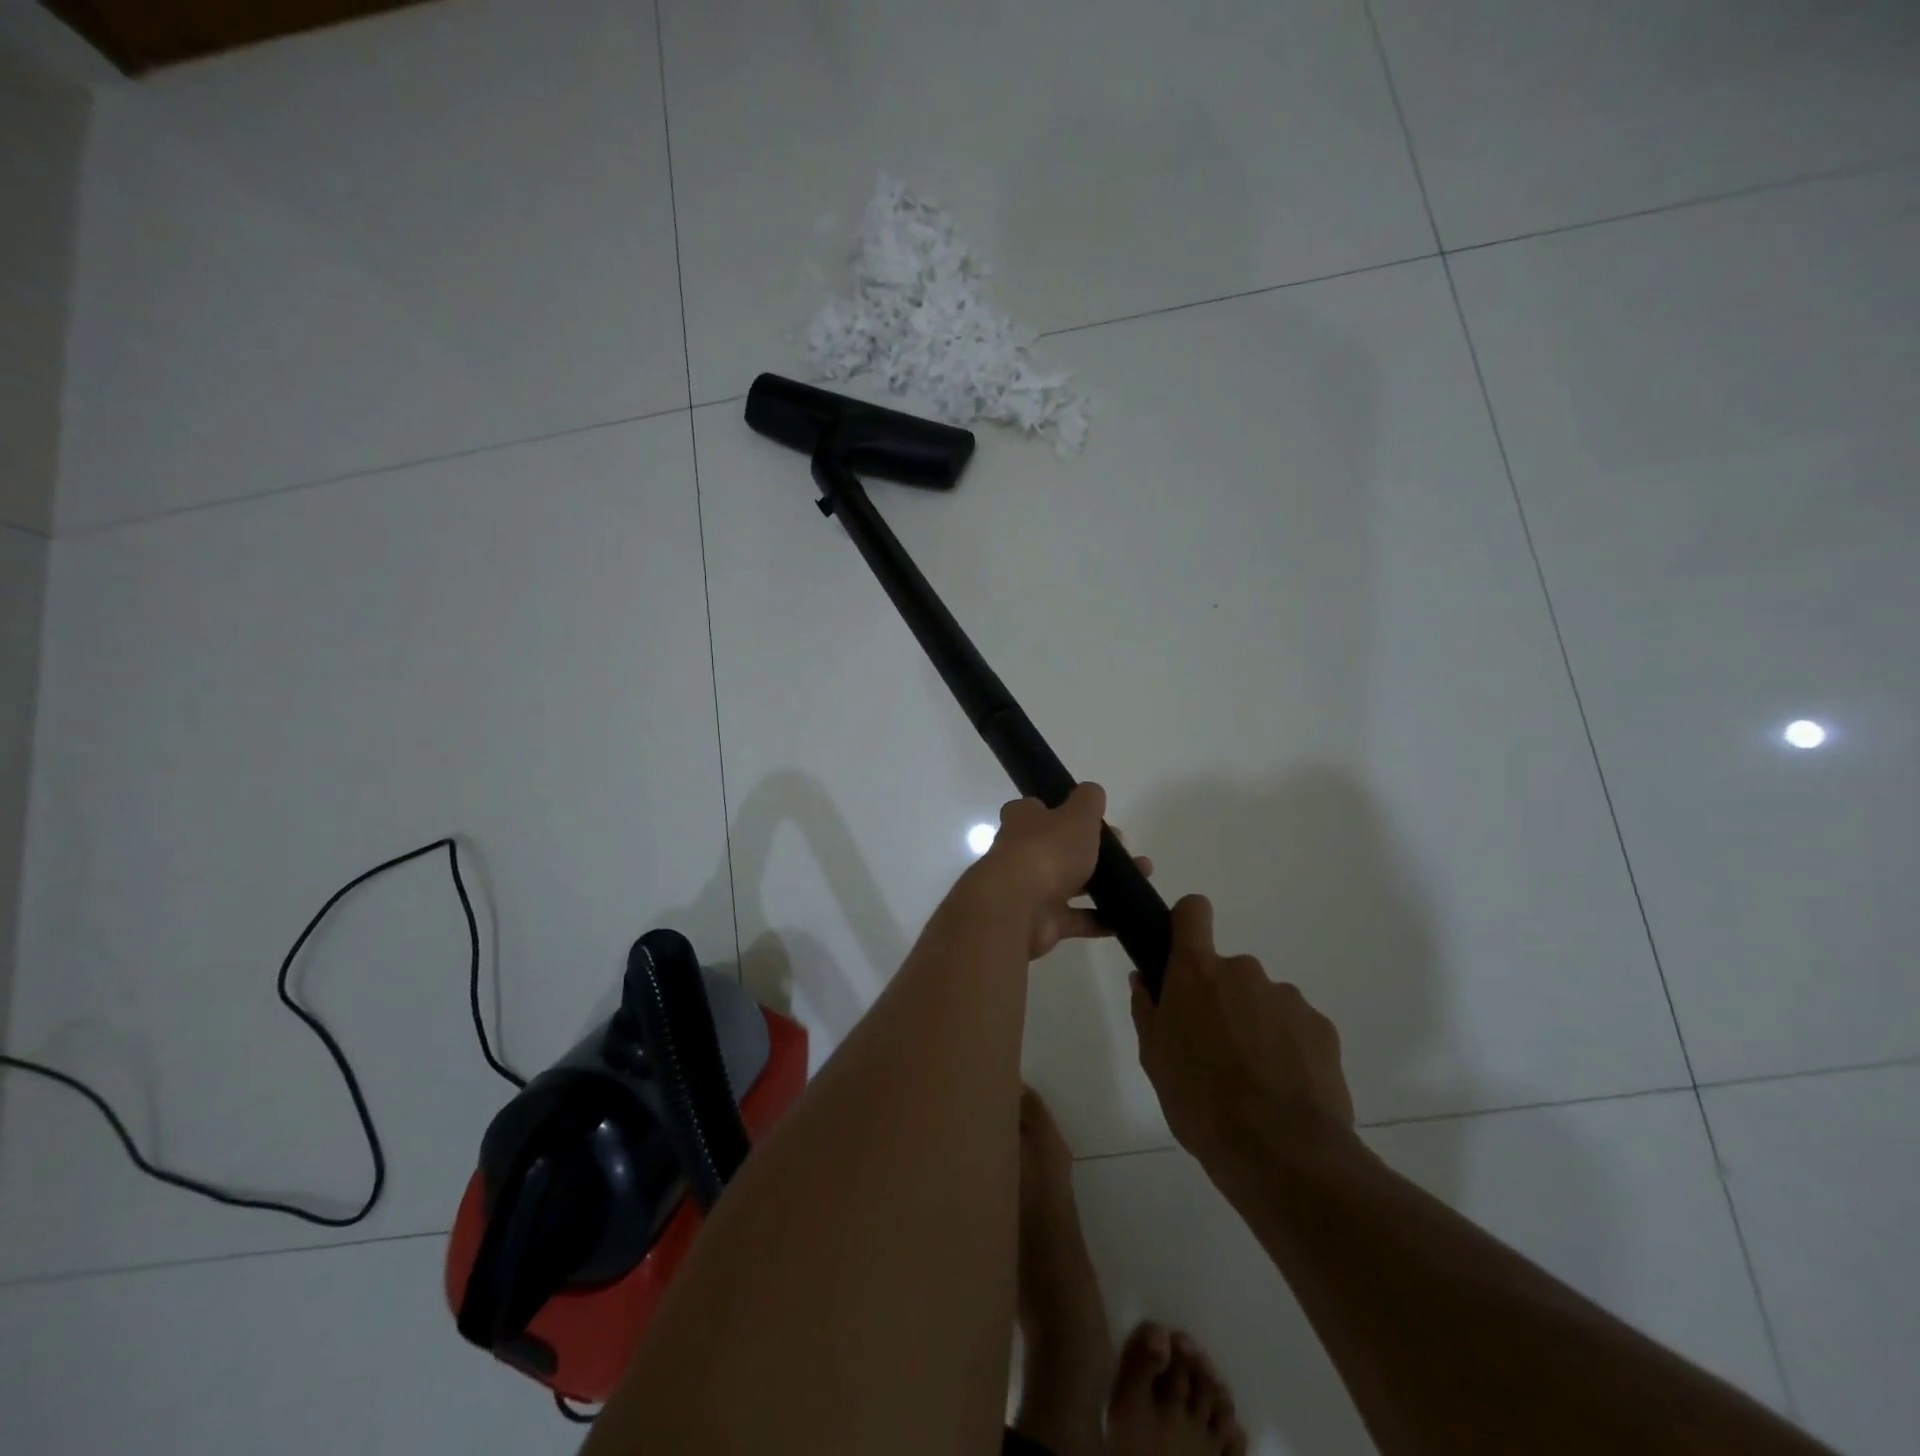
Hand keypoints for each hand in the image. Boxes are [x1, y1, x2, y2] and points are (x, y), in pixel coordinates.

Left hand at [969, 784, 1150, 959]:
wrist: (1018, 908)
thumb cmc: (1047, 851)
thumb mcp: (1076, 815)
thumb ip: (1087, 801)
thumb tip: (1092, 791)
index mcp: (1023, 820)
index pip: (1038, 809)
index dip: (1064, 811)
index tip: (1093, 819)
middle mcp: (1022, 852)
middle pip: (1059, 847)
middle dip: (1093, 849)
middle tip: (1124, 851)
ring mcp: (1031, 888)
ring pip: (1072, 882)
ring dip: (1104, 883)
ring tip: (1140, 878)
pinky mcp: (1042, 921)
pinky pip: (1076, 918)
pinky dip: (1100, 919)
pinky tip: (1127, 916)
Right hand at [1129, 894, 1354, 1166]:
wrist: (1281, 1153)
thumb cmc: (1200, 1102)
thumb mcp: (1154, 1059)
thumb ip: (1148, 1010)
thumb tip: (1145, 980)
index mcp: (1197, 972)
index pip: (1193, 912)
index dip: (1187, 922)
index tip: (1183, 950)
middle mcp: (1244, 971)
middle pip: (1229, 970)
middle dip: (1222, 999)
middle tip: (1216, 1049)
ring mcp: (1287, 998)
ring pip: (1263, 1000)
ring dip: (1256, 1025)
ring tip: (1254, 1080)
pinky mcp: (1322, 1028)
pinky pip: (1296, 1026)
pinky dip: (1288, 1048)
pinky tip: (1284, 1089)